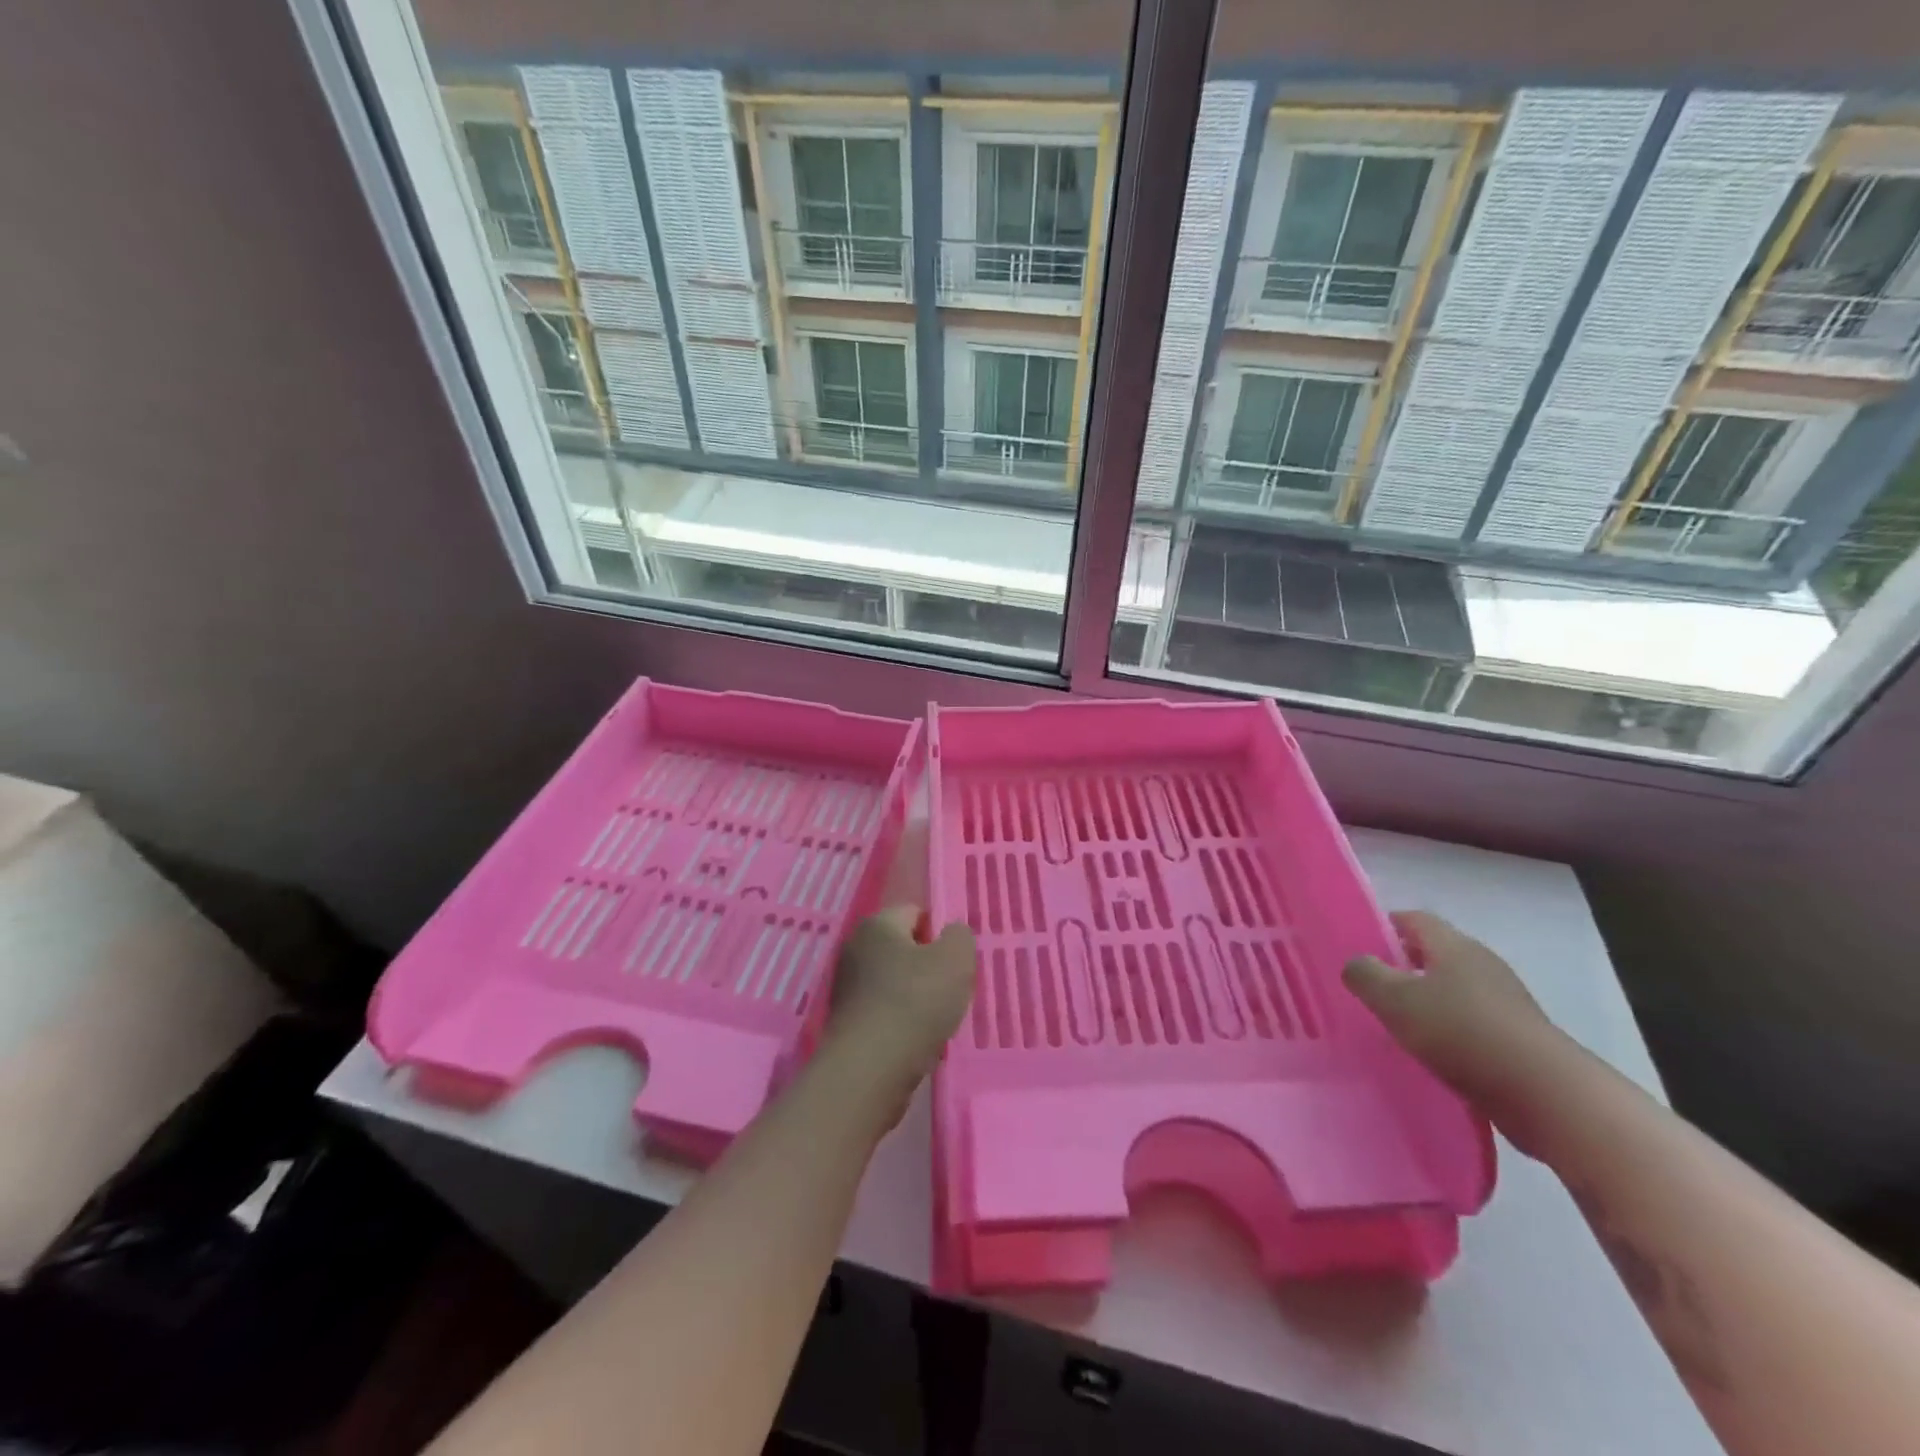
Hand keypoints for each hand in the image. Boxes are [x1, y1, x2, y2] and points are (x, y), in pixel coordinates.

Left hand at [821, 907, 975, 1115]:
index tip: (958, 960)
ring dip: (918, 1000)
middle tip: (953, 989)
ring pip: (896, 984)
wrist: (869, 1071)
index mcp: (877, 924)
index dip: (940, 932)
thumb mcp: (955, 959)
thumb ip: (960, 937)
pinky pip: (885, 1014)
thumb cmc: (914, 1003)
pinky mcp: (847, 1024)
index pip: (915, 912)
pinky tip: (919, 1043)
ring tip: (938, 1021)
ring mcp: (847, 989)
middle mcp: (855, 949)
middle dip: (929, 967)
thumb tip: (951, 934)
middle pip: (904, 949)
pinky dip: (903, 1025)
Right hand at [1343, 911, 1566, 1111]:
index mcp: (1454, 946)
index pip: (1414, 919)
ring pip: (1454, 990)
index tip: (1359, 947)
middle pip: (1435, 954)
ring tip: (1397, 1026)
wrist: (1544, 1094)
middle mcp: (1482, 965)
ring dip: (1427, 1002)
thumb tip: (1357, 963)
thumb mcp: (1394, 1000)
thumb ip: (1365, 975)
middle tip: (1372, 988)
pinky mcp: (1518, 1037)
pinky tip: (1432, 1054)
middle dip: (1403, 967)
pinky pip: (1472, 1023)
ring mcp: (1505, 1002)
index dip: (1384, 926)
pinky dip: (1449, 1032)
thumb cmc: (1461, 1032)